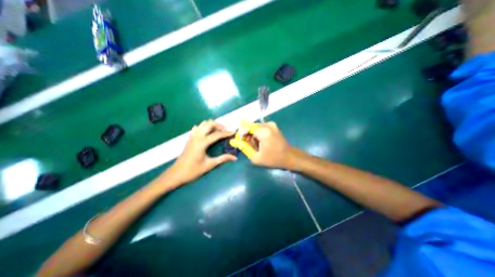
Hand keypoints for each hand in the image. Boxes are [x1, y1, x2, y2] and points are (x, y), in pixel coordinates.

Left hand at [166, 120, 235, 184]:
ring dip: (212, 125)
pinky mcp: (190, 138)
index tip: (234, 132)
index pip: (217, 134)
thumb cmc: (193, 170)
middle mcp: (197, 137)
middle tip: (225, 131)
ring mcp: (192, 136)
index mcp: (202, 143)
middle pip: (209, 124)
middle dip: (219, 125)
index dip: (226, 133)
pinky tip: (208, 133)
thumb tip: (235, 158)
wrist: (176, 173)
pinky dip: (204, 127)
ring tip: (218, 131)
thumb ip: (223, 159)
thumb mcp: (209, 165)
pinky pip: (198, 128)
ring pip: (203, 124)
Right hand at [230, 121, 294, 168]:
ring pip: (255, 127)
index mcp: (263, 131)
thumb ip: (244, 148)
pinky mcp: (273, 126)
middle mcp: (267, 125)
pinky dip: (258, 134)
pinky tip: (261, 142)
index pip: (246, 127)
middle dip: (247, 136)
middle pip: (250, 127)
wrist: (289, 157)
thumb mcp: (256, 157)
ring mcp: (271, 124)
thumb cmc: (273, 159)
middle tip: (250, 146)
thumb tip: (233, 141)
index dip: (240, 133)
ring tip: (256, 146)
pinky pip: (260, 128)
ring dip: (252, 135)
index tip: (240, 142)